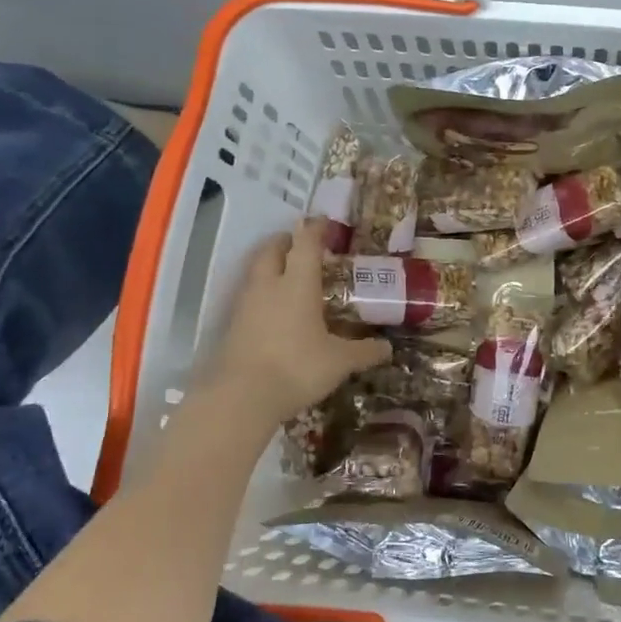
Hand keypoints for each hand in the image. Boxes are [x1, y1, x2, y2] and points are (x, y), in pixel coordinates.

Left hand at [209, 218, 390, 425]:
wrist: (240, 398)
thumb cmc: (297, 368)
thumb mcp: (339, 362)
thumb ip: (364, 351)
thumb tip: (388, 348)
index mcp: (297, 284)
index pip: (305, 243)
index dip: (315, 229)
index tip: (325, 223)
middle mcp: (268, 286)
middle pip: (271, 249)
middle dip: (286, 241)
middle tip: (302, 246)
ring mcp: (245, 305)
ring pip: (256, 271)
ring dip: (271, 265)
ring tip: (289, 275)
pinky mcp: (232, 326)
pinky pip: (249, 296)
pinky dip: (263, 292)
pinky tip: (275, 310)